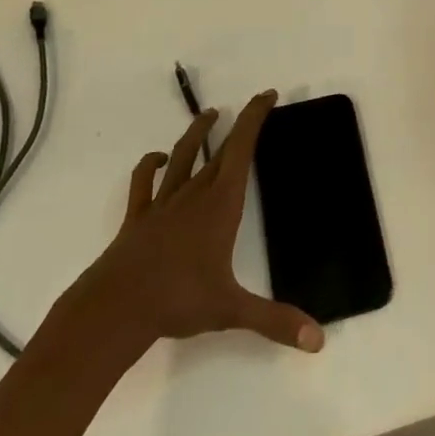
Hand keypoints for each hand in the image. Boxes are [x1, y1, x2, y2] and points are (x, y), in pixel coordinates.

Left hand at [73, 91, 322, 353]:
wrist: (116, 307)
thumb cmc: (178, 300)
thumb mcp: (231, 310)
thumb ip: (275, 321)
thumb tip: (318, 340)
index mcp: (221, 203)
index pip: (242, 148)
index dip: (255, 118)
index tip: (267, 95)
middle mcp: (194, 193)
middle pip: (219, 149)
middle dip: (239, 124)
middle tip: (253, 104)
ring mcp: (163, 202)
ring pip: (182, 156)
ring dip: (196, 133)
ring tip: (208, 114)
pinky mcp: (138, 217)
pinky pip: (144, 182)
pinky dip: (150, 166)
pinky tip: (156, 160)